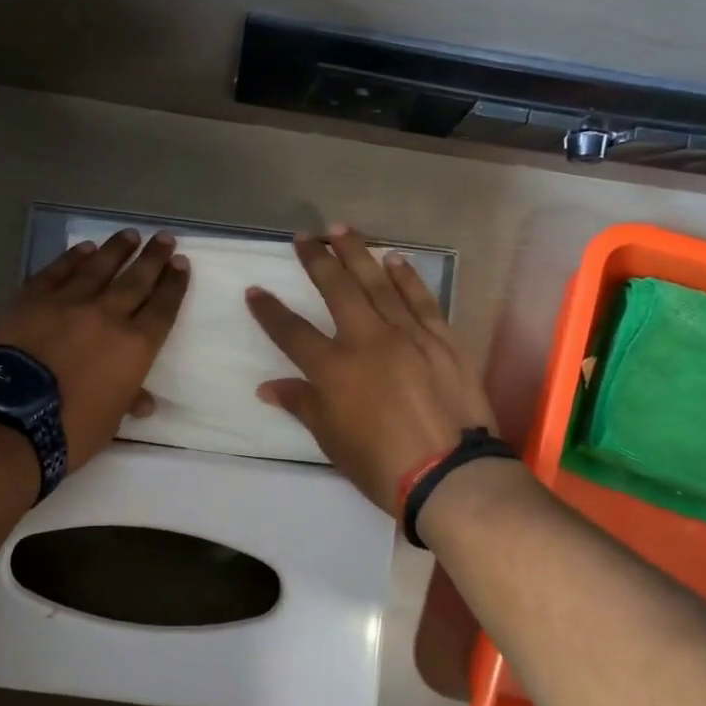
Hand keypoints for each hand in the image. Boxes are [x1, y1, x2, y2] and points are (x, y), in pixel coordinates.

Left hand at [0, 229, 189, 469]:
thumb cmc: (71, 429)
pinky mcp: (32, 298)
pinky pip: (58, 272)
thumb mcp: (111, 420)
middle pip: (136, 279)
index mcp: (135, 346)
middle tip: (165, 238)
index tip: (181, 263)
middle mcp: (107, 315)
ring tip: (130, 234)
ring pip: (99, 267)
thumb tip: (144, 401)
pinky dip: (73, 258)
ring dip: (117, 249)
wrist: (12, 419)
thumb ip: (128, 400)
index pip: (163, 308)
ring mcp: (68, 302)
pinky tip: (85, 248)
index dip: (174, 285)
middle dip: (154, 257)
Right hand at [246, 225, 501, 514]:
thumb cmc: (381, 464)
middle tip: (304, 237)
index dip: (269, 311)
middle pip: (337, 290)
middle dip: (316, 260)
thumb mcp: (331, 440)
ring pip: (378, 284)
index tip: (254, 290)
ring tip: (341, 230)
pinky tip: (393, 258)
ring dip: (357, 254)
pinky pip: (420, 299)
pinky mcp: (441, 339)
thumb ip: (302, 405)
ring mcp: (408, 335)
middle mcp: (367, 341)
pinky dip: (406, 276)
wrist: (450, 475)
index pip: (292, 332)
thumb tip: (267, 387)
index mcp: (334, 369)